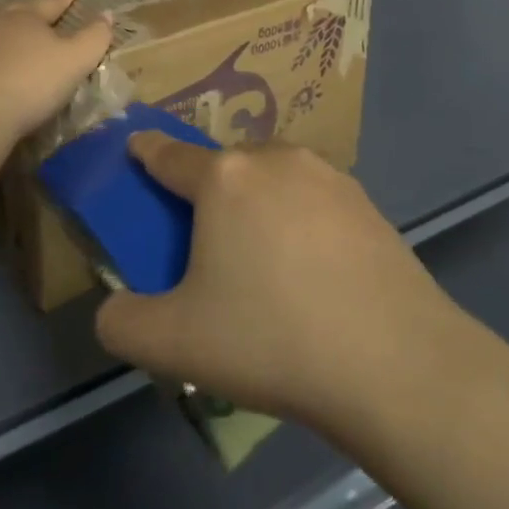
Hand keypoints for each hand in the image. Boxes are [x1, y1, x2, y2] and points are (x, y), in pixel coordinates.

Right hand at [94, 134, 456, 435]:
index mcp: (222, 179)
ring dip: (258, 201)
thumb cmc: (272, 339)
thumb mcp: (175, 344)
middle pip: (224, 166)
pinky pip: (313, 198)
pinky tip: (312, 269)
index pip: (169, 155)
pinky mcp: (366, 201)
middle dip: (208, 189)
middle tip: (208, 241)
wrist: (396, 362)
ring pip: (272, 176)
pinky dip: (300, 218)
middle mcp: (272, 160)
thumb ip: (123, 323)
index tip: (136, 145)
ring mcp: (325, 175)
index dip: (147, 150)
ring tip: (265, 259)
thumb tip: (112, 310)